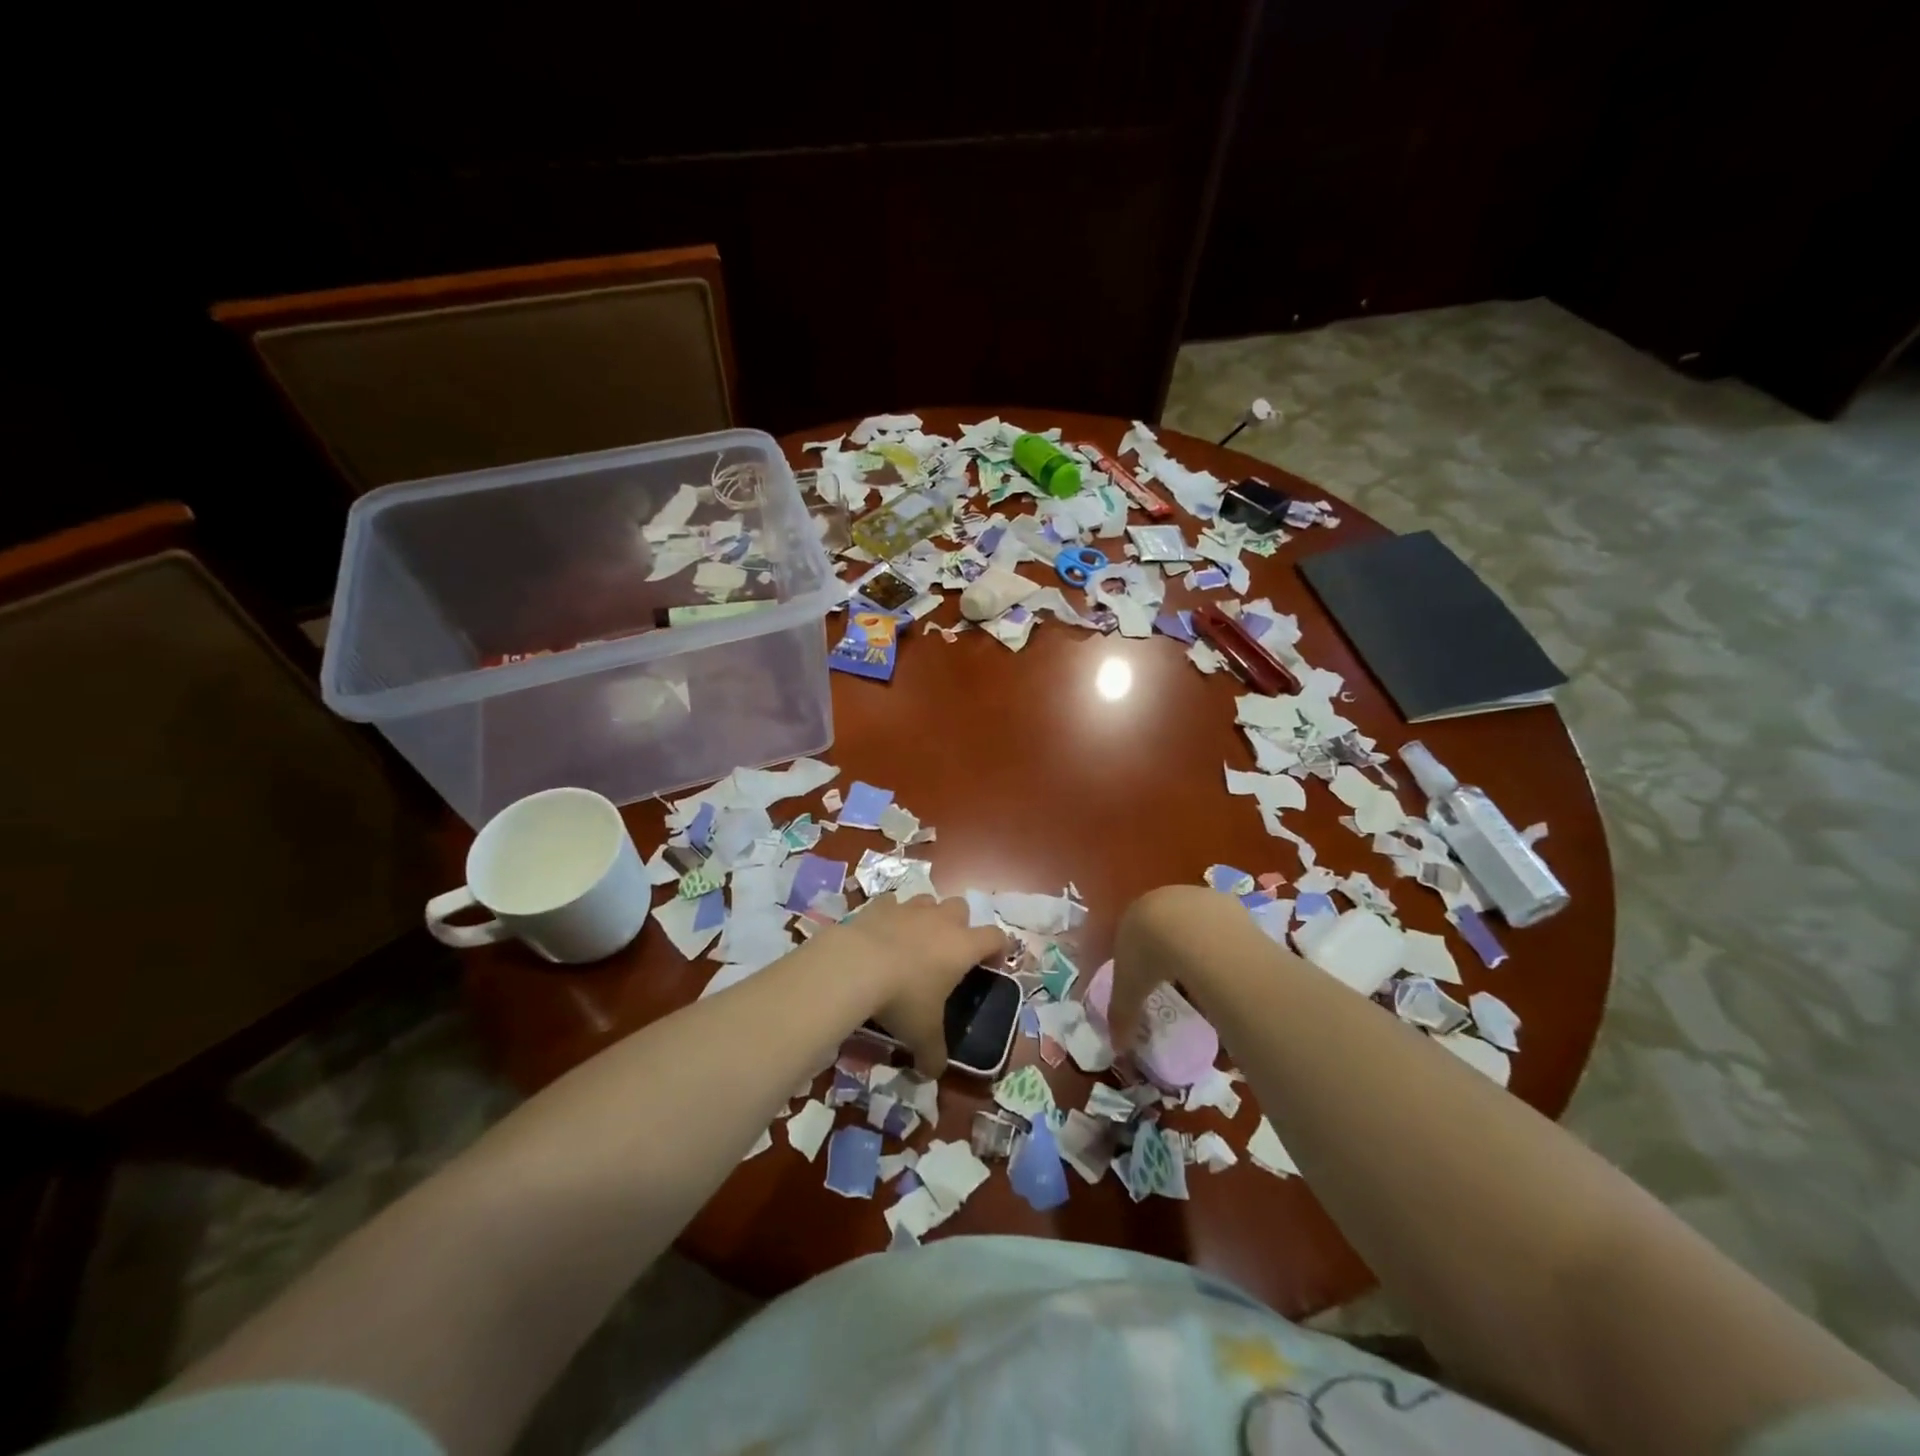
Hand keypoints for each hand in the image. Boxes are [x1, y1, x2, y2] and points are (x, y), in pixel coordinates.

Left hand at [829, 895, 1007, 1076]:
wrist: (856, 965)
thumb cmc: (902, 999)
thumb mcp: (922, 1034)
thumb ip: (934, 1054)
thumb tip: (934, 1073)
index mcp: (963, 947)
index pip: (996, 937)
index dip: (998, 950)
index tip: (990, 967)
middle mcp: (941, 920)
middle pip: (962, 909)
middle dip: (959, 926)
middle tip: (947, 953)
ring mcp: (910, 908)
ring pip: (929, 901)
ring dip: (927, 917)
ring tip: (914, 941)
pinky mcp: (880, 905)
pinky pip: (893, 904)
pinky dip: (892, 916)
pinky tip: (882, 933)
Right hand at [1110, 884, 1274, 1047]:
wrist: (1192, 931)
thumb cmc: (1149, 956)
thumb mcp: (1129, 989)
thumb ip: (1122, 1015)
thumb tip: (1117, 1045)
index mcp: (1133, 916)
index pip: (1131, 933)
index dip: (1138, 955)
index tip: (1146, 977)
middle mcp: (1161, 899)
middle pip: (1163, 924)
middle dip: (1168, 946)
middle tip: (1176, 976)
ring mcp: (1195, 897)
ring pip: (1194, 921)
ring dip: (1198, 943)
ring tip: (1205, 972)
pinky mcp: (1224, 901)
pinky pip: (1222, 925)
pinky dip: (1223, 942)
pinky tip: (1227, 962)